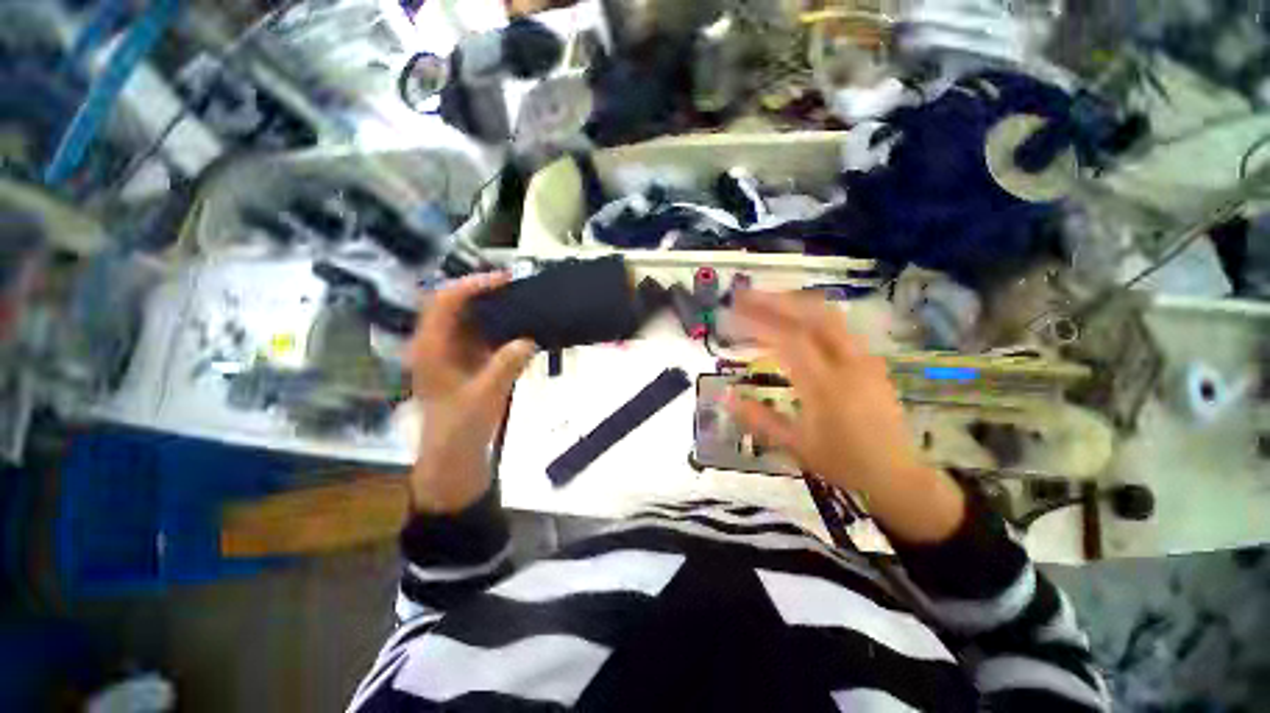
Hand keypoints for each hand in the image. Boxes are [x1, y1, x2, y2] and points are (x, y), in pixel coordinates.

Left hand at [409, 273, 535, 512]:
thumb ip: (506, 366)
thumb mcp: (485, 396)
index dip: (472, 285)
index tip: (504, 280)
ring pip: (470, 318)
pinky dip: (499, 326)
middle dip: (486, 292)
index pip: (446, 301)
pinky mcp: (465, 360)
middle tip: (518, 288)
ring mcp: (451, 351)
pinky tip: (519, 327)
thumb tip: (530, 339)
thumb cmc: (460, 426)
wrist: (454, 454)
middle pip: (457, 304)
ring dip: (494, 308)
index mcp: (431, 347)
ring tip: (522, 302)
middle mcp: (437, 343)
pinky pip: (481, 334)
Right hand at [727, 290, 964, 542]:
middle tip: (744, 295)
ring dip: (793, 303)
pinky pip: (838, 327)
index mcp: (826, 386)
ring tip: (764, 301)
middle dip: (775, 300)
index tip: (732, 315)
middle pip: (812, 315)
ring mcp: (863, 359)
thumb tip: (725, 396)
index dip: (758, 323)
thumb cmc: (842, 462)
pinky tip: (794, 320)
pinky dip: (810, 315)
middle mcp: (848, 364)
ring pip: (829, 316)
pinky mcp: (870, 360)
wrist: (896, 474)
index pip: (789, 340)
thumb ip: (758, 419)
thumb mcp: (794, 445)